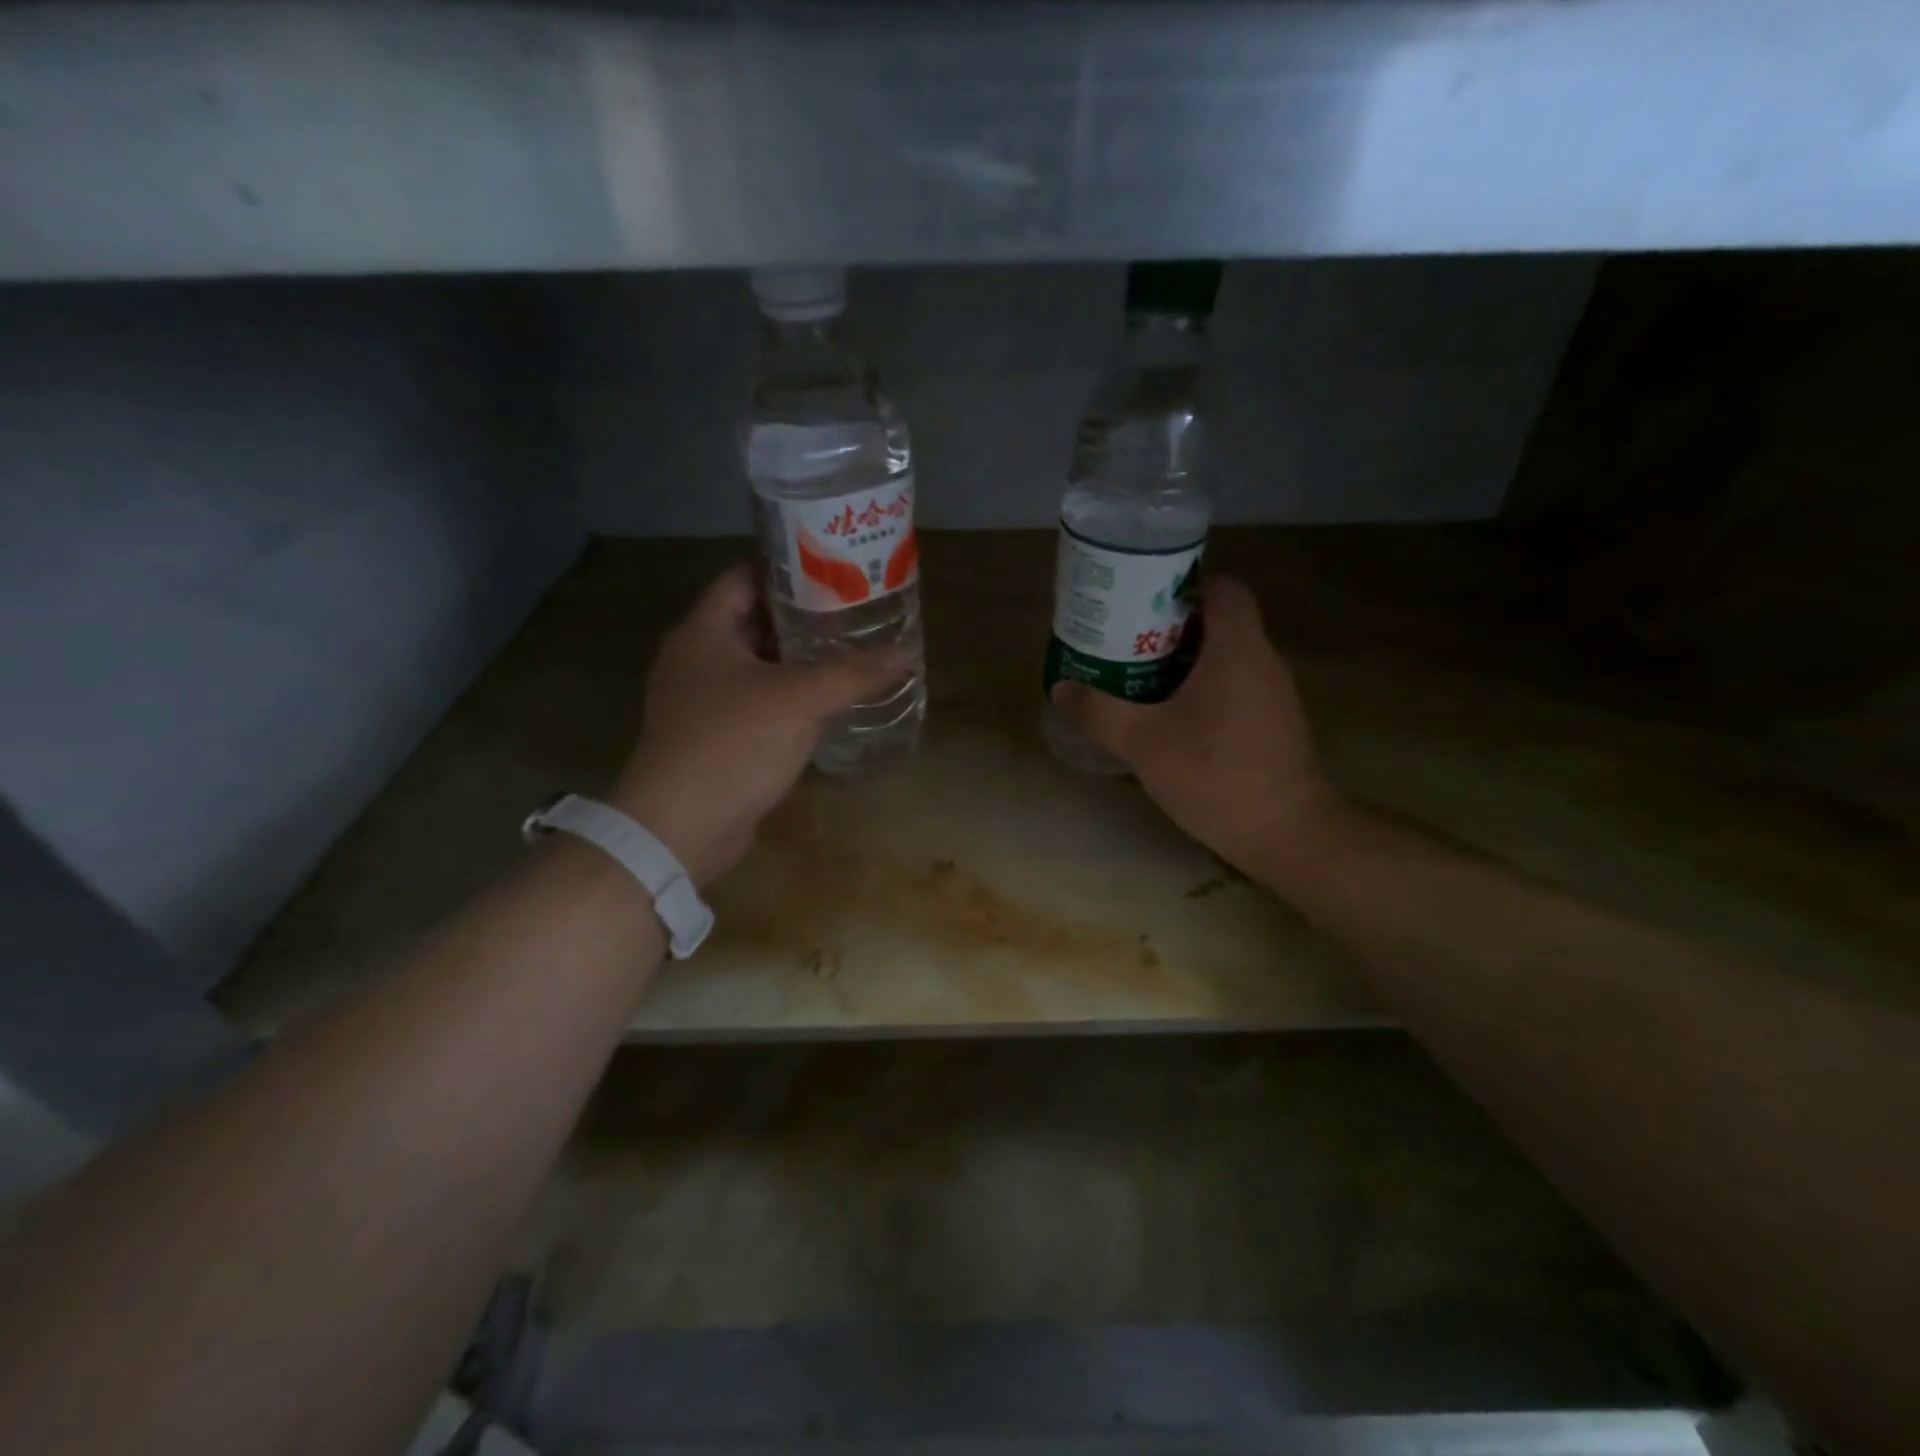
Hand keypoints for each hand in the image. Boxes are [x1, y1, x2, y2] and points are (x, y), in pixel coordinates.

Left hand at [611, 564, 910, 885]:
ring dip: (797, 661)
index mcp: (703, 633)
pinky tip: (825, 703)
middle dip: (801, 618)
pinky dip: (787, 697)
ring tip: (848, 654)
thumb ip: (853, 673)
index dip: (787, 570)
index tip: (833, 571)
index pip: (744, 578)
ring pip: (756, 666)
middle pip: (753, 622)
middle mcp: (696, 659)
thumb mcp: (800, 700)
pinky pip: (755, 702)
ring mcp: (700, 701)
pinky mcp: (713, 736)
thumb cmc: (733, 744)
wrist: (681, 827)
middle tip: (853, 614)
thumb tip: (904, 654)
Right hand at [1048, 576, 1339, 864]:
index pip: (1222, 588)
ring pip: (1224, 657)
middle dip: (1170, 627)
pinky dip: (1200, 689)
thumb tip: (1061, 689)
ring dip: (1183, 661)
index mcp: (1237, 649)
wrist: (1285, 833)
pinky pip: (1232, 686)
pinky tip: (1169, 718)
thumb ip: (1099, 712)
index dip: (1184, 586)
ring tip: (1137, 677)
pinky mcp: (1272, 724)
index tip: (1142, 603)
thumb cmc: (1216, 774)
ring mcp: (1272, 694)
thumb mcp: (1143, 742)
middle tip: (1125, 642)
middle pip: (1218, 622)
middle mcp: (1262, 661)